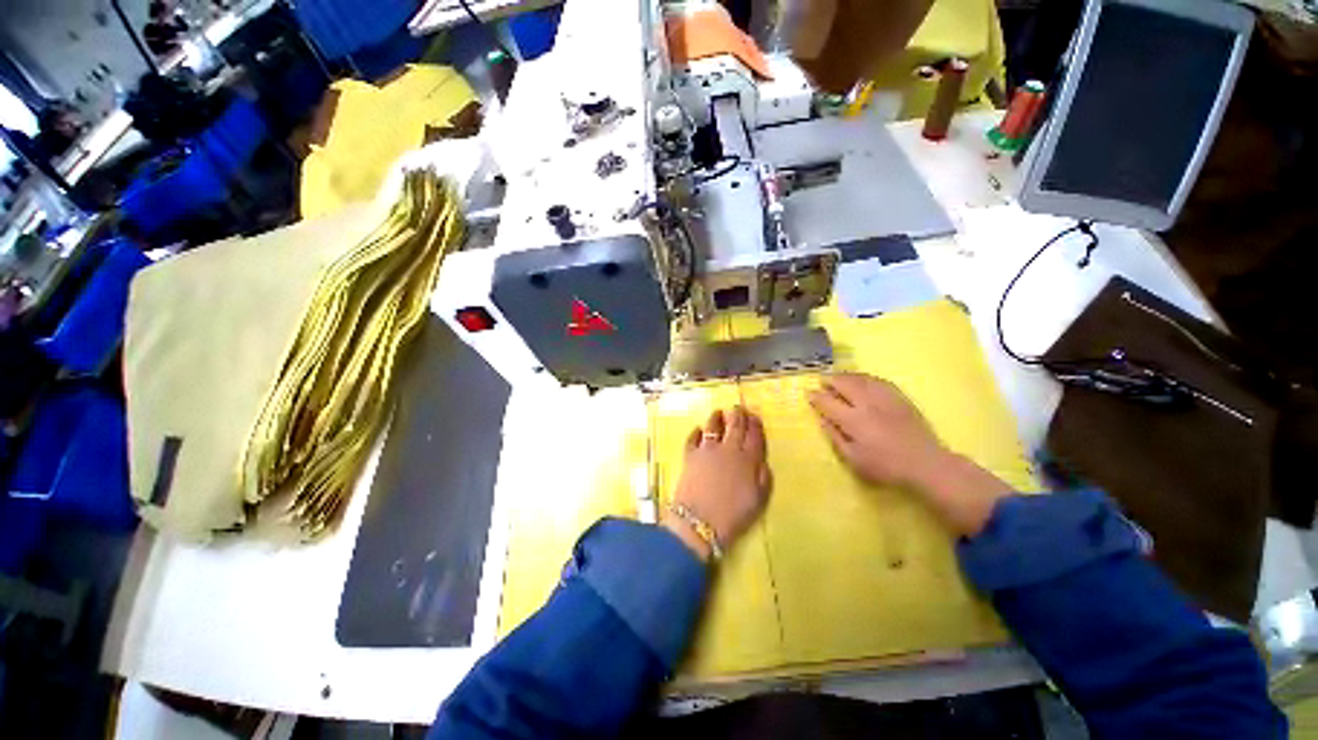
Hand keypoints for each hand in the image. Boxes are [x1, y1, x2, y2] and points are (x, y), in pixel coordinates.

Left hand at [663, 407, 771, 560]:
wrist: (699, 522)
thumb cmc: (733, 516)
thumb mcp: (758, 500)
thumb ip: (763, 477)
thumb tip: (762, 461)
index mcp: (748, 460)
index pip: (754, 435)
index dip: (755, 424)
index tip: (755, 416)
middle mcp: (729, 449)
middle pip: (735, 425)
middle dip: (738, 414)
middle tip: (738, 408)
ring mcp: (707, 450)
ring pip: (713, 426)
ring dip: (717, 417)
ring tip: (718, 413)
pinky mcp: (690, 455)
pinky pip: (693, 437)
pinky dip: (696, 431)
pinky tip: (698, 429)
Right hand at [808, 373, 1011, 536]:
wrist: (926, 464)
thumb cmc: (886, 467)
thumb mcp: (853, 459)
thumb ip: (835, 437)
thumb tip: (822, 419)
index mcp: (853, 420)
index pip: (828, 402)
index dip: (816, 396)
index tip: (808, 393)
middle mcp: (867, 404)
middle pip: (844, 383)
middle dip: (829, 380)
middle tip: (821, 381)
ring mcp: (885, 398)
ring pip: (860, 378)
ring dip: (845, 376)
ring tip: (837, 378)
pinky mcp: (899, 397)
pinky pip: (878, 380)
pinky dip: (865, 377)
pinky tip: (861, 380)